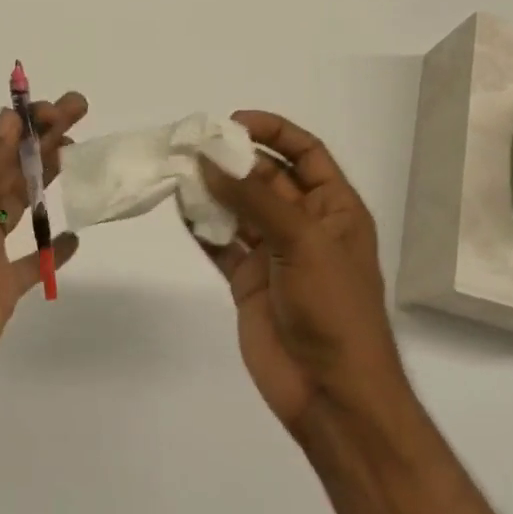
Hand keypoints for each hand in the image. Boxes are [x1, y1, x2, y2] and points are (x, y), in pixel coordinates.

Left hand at [0, 93, 86, 433]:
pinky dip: (53, 251)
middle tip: (78, 111)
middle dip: (43, 140)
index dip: (24, 126)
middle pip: (13, 169)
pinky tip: (72, 236)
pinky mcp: (2, 292)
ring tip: (80, 155)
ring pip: (25, 206)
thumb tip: (10, 124)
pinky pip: (33, 264)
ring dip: (49, 179)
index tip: (58, 108)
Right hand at [192, 111, 404, 431]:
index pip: (306, 154)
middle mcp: (304, 225)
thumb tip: (208, 159)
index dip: (274, 132)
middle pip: (266, 178)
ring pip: (239, 209)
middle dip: (233, 160)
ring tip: (177, 171)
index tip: (232, 121)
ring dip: (212, 191)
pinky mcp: (247, 281)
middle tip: (191, 145)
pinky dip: (201, 227)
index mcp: (335, 209)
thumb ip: (254, 199)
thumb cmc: (332, 309)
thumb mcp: (303, 242)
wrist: (329, 391)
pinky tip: (179, 209)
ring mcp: (274, 254)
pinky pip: (221, 244)